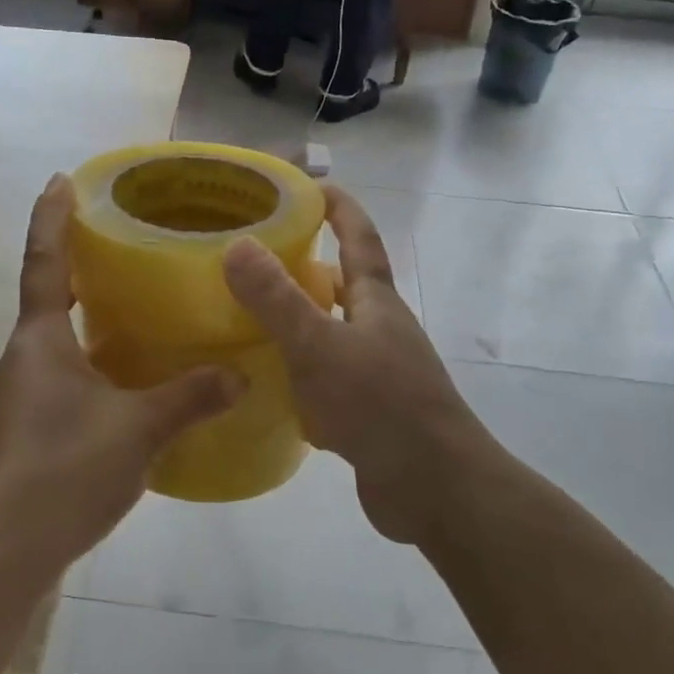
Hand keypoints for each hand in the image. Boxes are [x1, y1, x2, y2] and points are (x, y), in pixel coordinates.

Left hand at [0, 175, 242, 581]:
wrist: (2, 554)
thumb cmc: (64, 471)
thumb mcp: (139, 430)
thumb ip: (191, 397)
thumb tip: (241, 375)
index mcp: (39, 341)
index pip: (44, 261)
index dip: (52, 217)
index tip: (60, 179)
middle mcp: (21, 358)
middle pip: (48, 298)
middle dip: (78, 268)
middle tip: (120, 246)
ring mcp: (17, 396)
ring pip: (55, 342)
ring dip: (85, 321)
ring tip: (133, 311)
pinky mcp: (23, 430)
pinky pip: (59, 377)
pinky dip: (88, 364)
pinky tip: (123, 383)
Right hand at [223, 187, 488, 542]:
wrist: (435, 489)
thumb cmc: (381, 406)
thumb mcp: (320, 346)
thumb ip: (277, 299)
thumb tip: (237, 244)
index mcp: (375, 301)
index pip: (359, 236)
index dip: (338, 206)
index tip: (307, 184)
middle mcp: (379, 329)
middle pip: (340, 285)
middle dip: (302, 267)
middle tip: (250, 258)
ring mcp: (376, 373)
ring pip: (329, 335)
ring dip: (296, 323)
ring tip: (243, 318)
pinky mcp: (367, 414)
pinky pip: (325, 381)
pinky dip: (297, 376)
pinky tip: (263, 385)